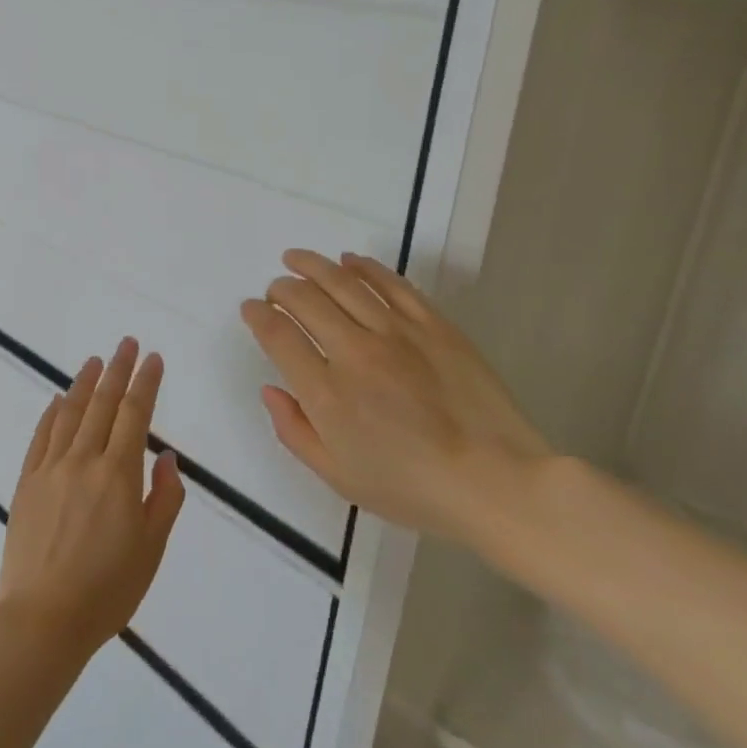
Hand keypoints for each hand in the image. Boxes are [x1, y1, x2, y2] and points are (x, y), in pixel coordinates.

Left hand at [0, 338, 185, 659]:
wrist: (43, 617)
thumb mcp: (152, 548)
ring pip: (70, 414)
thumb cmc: (108, 589)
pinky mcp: (26, 482)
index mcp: (118, 475)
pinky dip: (51, 413)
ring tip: (96, 361)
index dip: (145, 383)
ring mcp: (50, 469)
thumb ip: (165, 498)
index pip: (134, 414)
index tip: (153, 359)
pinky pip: (41, 437)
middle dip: (118, 370)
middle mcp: (83, 461)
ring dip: (84, 384)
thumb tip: (166, 457)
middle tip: (127, 344)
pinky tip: (58, 400)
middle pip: (102, 404)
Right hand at [240, 251, 549, 545]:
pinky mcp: (433, 324)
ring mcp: (396, 332)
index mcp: (326, 393)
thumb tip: (270, 390)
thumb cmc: (411, 488)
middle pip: (304, 300)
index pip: (278, 336)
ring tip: (296, 259)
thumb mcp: (338, 477)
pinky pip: (391, 283)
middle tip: (275, 290)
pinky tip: (350, 261)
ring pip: (342, 282)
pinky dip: (365, 267)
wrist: (496, 482)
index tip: (251, 309)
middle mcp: (354, 352)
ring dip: (312, 265)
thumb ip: (294, 431)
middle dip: (280, 288)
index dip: (258, 315)